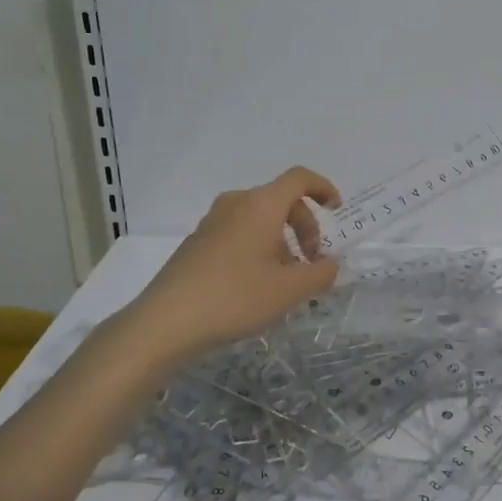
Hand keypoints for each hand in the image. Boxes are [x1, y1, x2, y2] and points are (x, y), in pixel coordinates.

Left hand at [124, 166, 341, 362]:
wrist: (165, 322)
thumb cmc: (235, 298)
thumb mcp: (289, 290)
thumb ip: (320, 274)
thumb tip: (329, 265)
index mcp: (262, 205)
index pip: (299, 178)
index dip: (323, 188)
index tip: (336, 211)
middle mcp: (237, 203)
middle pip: (281, 200)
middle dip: (305, 225)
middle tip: (312, 261)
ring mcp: (212, 221)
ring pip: (259, 218)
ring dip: (282, 239)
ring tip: (286, 279)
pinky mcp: (197, 242)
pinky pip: (239, 232)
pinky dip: (258, 246)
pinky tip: (256, 284)